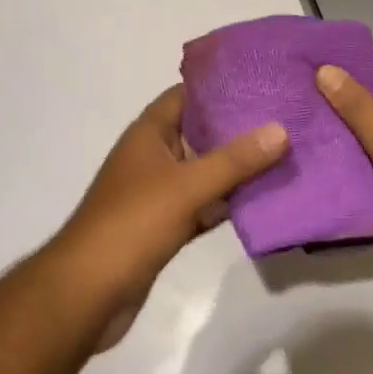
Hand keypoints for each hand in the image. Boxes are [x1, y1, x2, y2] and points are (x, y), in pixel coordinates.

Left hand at [52, 86, 288, 349]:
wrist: (87, 293)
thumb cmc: (133, 224)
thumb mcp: (187, 186)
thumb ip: (234, 159)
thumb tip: (281, 128)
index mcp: (149, 133)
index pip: (187, 94)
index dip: (220, 84)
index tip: (262, 80)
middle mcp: (153, 156)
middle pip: (200, 131)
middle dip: (238, 126)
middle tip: (286, 116)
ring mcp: (158, 192)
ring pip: (204, 170)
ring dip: (237, 166)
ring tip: (285, 152)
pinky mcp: (165, 226)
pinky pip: (203, 204)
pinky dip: (227, 202)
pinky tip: (263, 200)